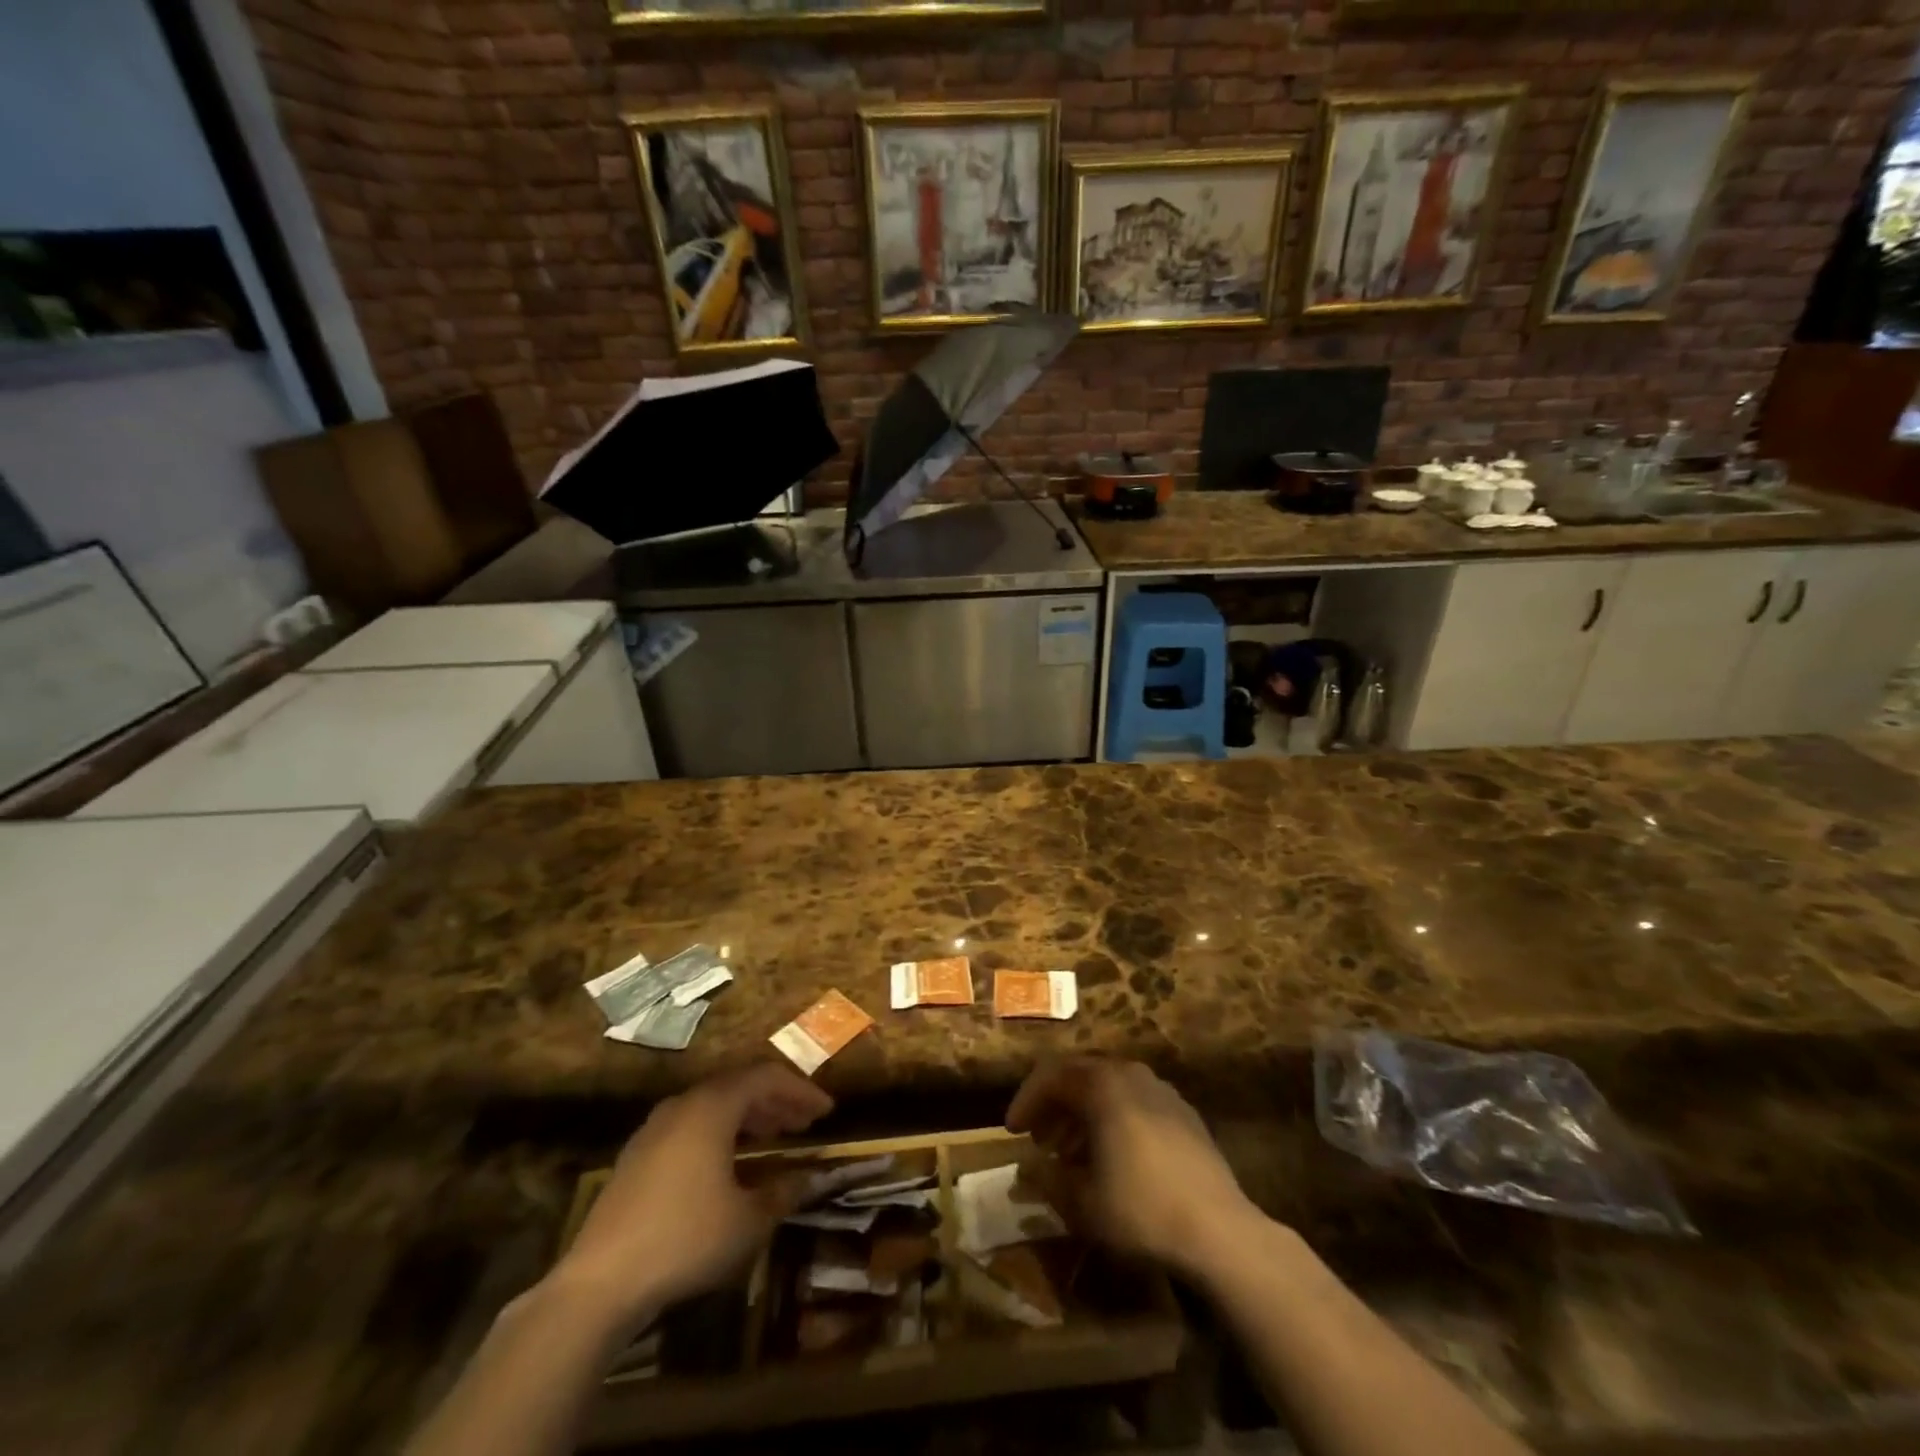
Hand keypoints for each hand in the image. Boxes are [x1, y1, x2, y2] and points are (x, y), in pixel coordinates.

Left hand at [548, 1063, 833, 1326]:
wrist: (599, 1283)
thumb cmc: (685, 1240)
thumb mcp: (747, 1221)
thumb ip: (781, 1193)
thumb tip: (806, 1179)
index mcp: (712, 1107)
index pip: (766, 1078)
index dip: (801, 1090)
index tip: (826, 1111)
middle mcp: (683, 1105)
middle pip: (738, 1087)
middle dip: (775, 1101)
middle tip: (803, 1122)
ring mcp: (654, 1129)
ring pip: (712, 1106)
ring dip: (748, 1116)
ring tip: (774, 1136)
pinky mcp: (636, 1157)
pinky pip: (690, 1126)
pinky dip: (719, 1133)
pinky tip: (729, 1163)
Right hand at [1007, 1057, 1262, 1278]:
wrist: (1220, 1231)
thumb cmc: (1141, 1211)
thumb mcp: (1081, 1202)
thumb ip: (1047, 1177)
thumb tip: (1028, 1166)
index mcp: (1103, 1085)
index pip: (1051, 1075)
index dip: (1026, 1100)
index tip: (1013, 1131)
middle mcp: (1131, 1074)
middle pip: (1081, 1075)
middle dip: (1054, 1105)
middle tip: (1039, 1139)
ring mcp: (1162, 1091)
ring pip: (1109, 1088)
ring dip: (1083, 1113)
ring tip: (1070, 1152)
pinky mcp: (1184, 1113)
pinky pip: (1136, 1102)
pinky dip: (1113, 1119)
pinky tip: (1113, 1157)